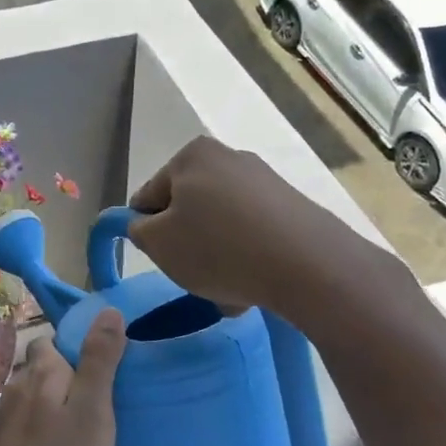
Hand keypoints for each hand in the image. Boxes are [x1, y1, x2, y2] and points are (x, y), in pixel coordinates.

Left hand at [0, 310, 126, 445]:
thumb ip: (99, 361)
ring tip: (86, 433)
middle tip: (103, 407)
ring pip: (36, 399)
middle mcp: (17, 387)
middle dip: (70, 378)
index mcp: (41, 372)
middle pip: (45, 369)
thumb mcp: (92, 413)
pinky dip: (45, 433)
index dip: (79, 348)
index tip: (107, 370)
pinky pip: (29, 427)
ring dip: (58, 407)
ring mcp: (4, 420)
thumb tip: (108, 310)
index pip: (55, 340)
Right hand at [127, 136, 407, 315]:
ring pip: (221, 225)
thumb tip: (144, 223)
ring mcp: (265, 180)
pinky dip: (247, 256)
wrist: (308, 265)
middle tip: (194, 277)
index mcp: (191, 155)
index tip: (164, 260)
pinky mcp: (292, 205)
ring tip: (229, 290)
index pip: (149, 197)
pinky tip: (254, 284)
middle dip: (188, 244)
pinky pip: (253, 233)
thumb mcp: (157, 243)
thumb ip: (137, 230)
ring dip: (217, 255)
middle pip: (188, 209)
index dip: (148, 232)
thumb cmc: (218, 248)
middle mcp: (229, 157)